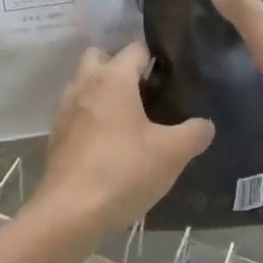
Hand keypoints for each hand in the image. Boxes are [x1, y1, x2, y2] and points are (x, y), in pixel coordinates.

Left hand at [33, 43, 213, 239]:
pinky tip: (110, 145)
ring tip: (129, 119)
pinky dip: (90, 119)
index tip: (172, 75)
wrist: (69, 214)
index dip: (155, 57)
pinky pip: (76, 115)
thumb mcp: (172, 153)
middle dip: (119, 66)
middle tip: (145, 91)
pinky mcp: (56, 138)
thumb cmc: (123, 171)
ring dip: (102, 93)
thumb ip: (194, 133)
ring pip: (83, 85)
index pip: (135, 48)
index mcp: (113, 78)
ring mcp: (65, 111)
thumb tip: (206, 124)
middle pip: (99, 57)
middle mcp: (84, 85)